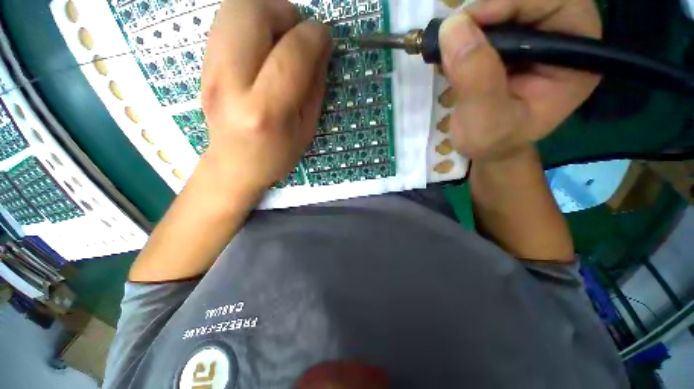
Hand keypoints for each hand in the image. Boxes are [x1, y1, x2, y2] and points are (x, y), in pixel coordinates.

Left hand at [200, 0, 330, 197]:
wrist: (234, 164)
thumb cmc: (277, 154)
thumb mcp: (307, 129)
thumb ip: (315, 87)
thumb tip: (321, 48)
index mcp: (266, 110)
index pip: (292, 53)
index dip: (314, 35)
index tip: (324, 38)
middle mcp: (231, 83)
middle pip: (252, 12)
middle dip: (284, 12)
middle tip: (297, 35)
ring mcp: (209, 70)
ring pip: (233, 7)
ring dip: (265, 12)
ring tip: (279, 39)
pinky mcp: (201, 63)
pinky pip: (224, 20)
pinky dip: (249, 22)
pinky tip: (261, 47)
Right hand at [439, 0, 601, 161]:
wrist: (485, 148)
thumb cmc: (493, 142)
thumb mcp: (486, 120)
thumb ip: (476, 79)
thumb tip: (453, 28)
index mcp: (576, 61)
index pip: (561, 6)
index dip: (518, 2)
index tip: (473, 20)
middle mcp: (561, 42)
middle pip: (533, 0)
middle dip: (492, 9)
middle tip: (455, 30)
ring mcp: (534, 40)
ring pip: (508, 7)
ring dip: (475, 20)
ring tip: (449, 46)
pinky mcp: (510, 45)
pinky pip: (490, 21)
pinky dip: (466, 30)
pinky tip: (452, 51)